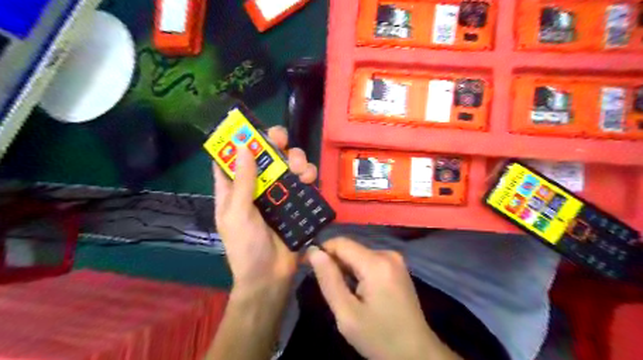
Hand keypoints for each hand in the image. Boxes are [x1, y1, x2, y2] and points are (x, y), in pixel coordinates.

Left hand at [214, 127, 316, 294]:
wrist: (271, 275)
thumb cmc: (246, 246)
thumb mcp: (237, 213)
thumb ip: (241, 182)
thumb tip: (245, 147)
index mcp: (234, 188)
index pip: (232, 157)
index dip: (238, 139)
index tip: (249, 126)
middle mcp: (256, 185)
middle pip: (265, 155)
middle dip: (274, 143)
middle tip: (282, 141)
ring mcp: (277, 192)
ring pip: (287, 164)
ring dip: (296, 159)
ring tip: (300, 169)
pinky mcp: (295, 200)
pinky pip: (303, 180)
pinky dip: (308, 174)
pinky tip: (309, 180)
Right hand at [309, 237, 459, 358]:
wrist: (416, 353)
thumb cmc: (380, 337)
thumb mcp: (347, 314)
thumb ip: (329, 280)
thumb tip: (314, 251)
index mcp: (376, 263)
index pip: (340, 243)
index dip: (321, 250)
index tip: (307, 265)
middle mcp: (387, 254)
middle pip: (350, 248)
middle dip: (334, 263)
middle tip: (328, 289)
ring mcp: (395, 259)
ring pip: (358, 255)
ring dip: (346, 269)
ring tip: (344, 293)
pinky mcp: (397, 266)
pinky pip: (369, 261)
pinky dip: (358, 272)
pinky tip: (358, 292)